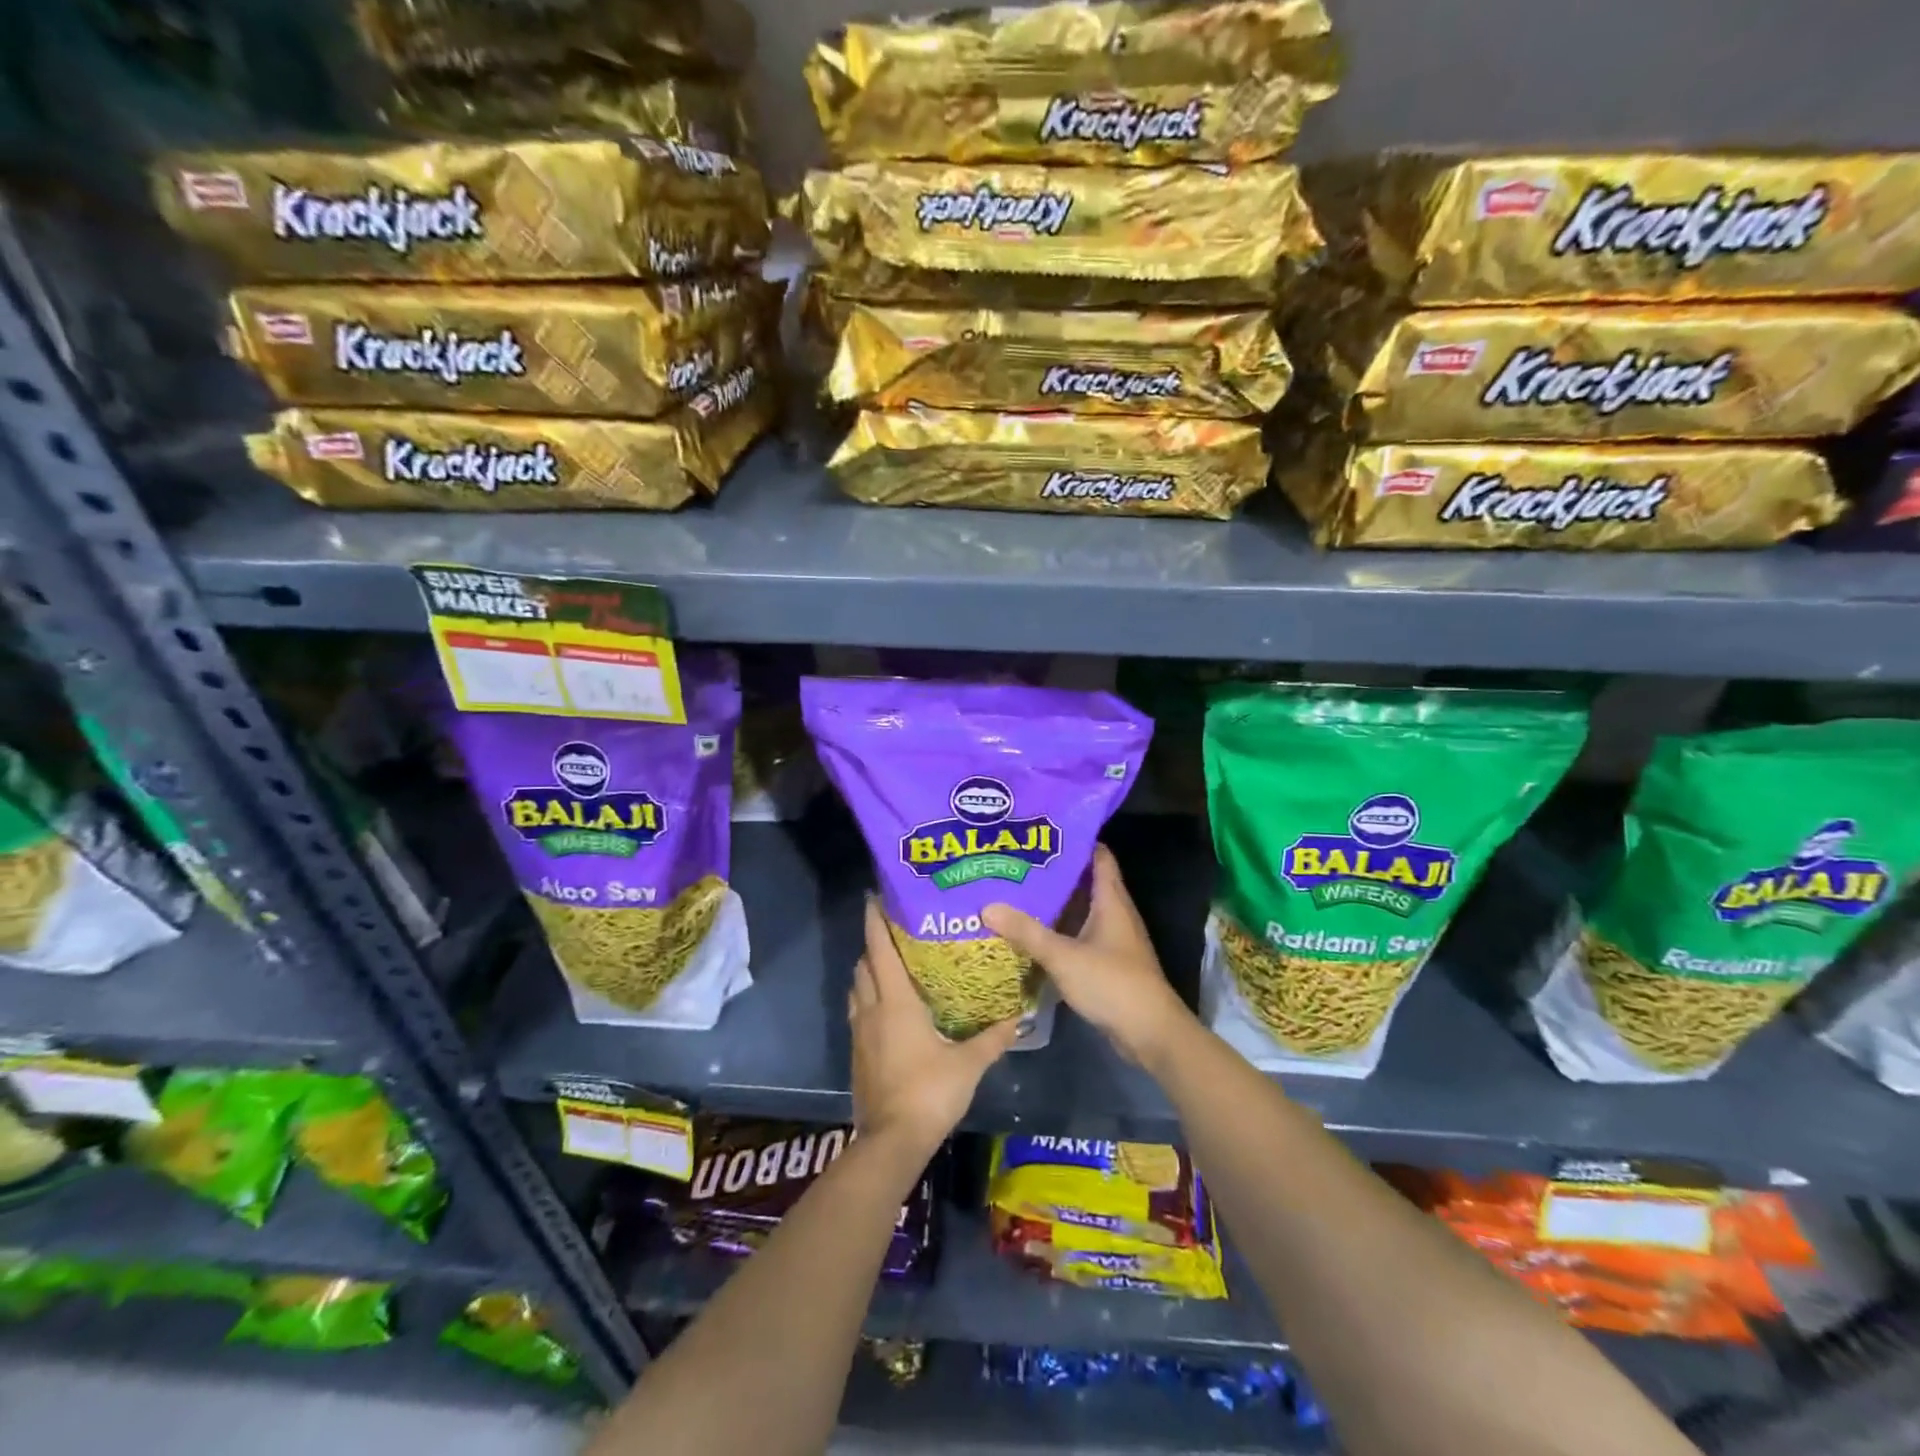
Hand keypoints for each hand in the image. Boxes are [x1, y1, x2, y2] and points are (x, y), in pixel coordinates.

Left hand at [849, 898, 1019, 1155]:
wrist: (891, 1141)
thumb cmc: (930, 1093)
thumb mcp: (968, 1065)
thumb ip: (992, 1039)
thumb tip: (1018, 1019)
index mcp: (895, 1002)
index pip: (880, 949)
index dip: (875, 921)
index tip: (874, 898)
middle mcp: (872, 1009)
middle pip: (864, 964)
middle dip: (874, 943)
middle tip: (895, 931)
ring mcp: (860, 1032)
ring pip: (857, 988)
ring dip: (868, 971)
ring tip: (891, 964)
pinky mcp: (857, 1053)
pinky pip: (857, 1011)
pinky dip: (867, 998)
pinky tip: (887, 1008)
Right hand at [983, 844, 1194, 1069]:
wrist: (1150, 1034)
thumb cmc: (1112, 983)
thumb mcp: (1063, 955)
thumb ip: (1026, 932)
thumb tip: (988, 906)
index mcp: (1111, 901)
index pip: (1098, 856)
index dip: (1074, 841)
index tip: (1042, 832)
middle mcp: (1114, 914)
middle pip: (1084, 883)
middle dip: (1053, 873)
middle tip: (1016, 863)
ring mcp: (1112, 940)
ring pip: (1080, 912)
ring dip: (1053, 905)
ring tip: (1015, 894)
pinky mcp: (1106, 963)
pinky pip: (1078, 937)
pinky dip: (1057, 932)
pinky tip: (1030, 935)